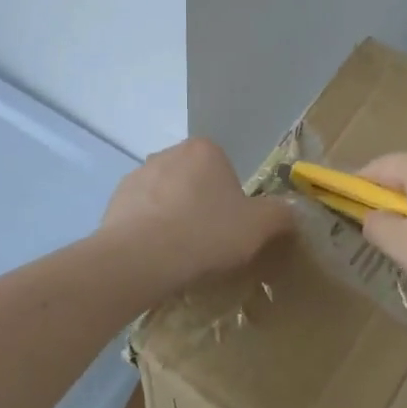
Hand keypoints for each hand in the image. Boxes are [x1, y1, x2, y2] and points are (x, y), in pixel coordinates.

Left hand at [102, 138, 292, 285]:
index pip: (225, 170)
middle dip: (201, 207)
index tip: (231, 229)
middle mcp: (168, 153)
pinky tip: (155, 257)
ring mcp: (138, 175)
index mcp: (204, 150)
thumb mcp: (259, 227)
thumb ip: (280, 214)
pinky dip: (149, 231)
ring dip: (173, 218)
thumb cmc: (206, 233)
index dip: (232, 201)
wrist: (141, 258)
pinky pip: (141, 215)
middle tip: (209, 243)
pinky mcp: (115, 200)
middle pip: (194, 182)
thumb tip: (291, 212)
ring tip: (180, 255)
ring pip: (166, 198)